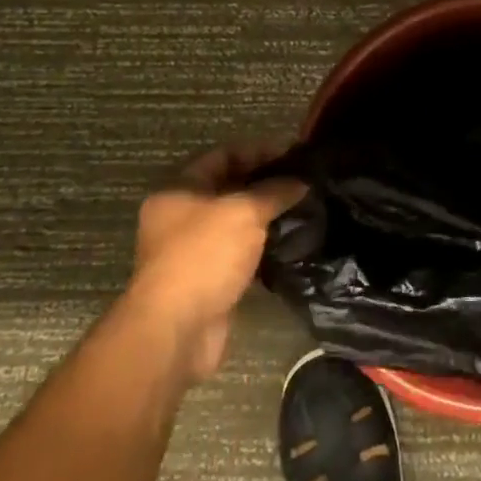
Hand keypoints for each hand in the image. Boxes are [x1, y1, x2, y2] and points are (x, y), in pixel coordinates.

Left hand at [127, 142, 305, 381]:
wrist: (176, 329)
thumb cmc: (204, 256)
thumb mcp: (243, 212)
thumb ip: (274, 192)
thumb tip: (300, 182)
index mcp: (178, 190)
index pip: (223, 155)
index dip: (259, 150)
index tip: (294, 154)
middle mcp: (180, 216)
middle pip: (228, 187)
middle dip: (265, 183)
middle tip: (304, 182)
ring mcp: (192, 250)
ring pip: (234, 222)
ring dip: (265, 216)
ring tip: (303, 210)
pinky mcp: (206, 279)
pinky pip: (238, 252)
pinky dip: (261, 246)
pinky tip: (289, 243)